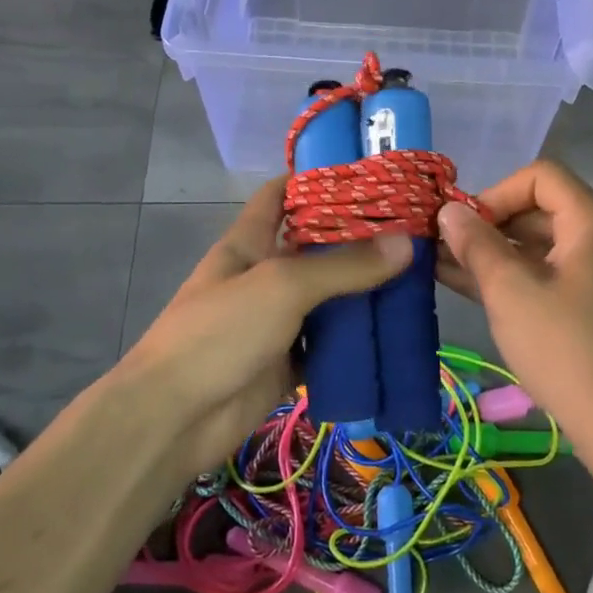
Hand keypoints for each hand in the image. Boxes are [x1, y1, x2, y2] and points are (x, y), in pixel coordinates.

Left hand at [119, 177, 411, 474]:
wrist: (174, 417)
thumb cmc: (219, 333)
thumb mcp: (281, 286)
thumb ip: (342, 266)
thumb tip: (406, 243)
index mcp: (249, 243)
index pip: (280, 195)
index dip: (316, 179)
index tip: (368, 174)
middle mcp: (263, 277)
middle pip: (314, 249)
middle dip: (358, 240)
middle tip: (414, 231)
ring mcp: (274, 323)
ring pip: (326, 301)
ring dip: (363, 294)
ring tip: (418, 280)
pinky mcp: (285, 365)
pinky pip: (327, 348)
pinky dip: (355, 344)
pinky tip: (393, 336)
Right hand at [437, 161, 592, 450]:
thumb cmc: (565, 348)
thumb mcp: (511, 292)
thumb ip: (476, 245)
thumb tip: (448, 211)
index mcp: (592, 222)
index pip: (540, 177)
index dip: (496, 193)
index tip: (464, 226)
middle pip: (536, 209)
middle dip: (486, 224)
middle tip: (441, 246)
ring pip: (534, 246)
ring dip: (489, 253)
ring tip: (438, 265)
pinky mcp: (586, 305)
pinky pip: (542, 275)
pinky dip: (507, 277)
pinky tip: (462, 285)